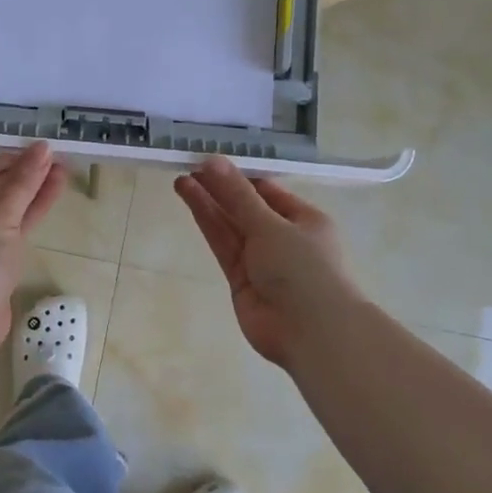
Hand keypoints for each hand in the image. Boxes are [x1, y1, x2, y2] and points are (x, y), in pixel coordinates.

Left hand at [0, 143, 65, 341]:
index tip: (40, 153)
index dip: (11, 159)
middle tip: (57, 160)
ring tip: (62, 173)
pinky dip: (26, 215)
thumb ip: (24, 181)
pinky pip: (6, 229)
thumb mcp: (2, 215)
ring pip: (3, 209)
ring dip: (31, 193)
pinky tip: (50, 198)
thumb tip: (42, 148)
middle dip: (25, 175)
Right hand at [175, 157, 361, 368]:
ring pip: (230, 225)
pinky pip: (223, 246)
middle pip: (246, 207)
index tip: (209, 161)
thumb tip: (211, 161)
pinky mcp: (241, 280)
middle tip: (188, 166)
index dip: (238, 175)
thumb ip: (237, 195)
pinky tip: (191, 201)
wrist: (311, 332)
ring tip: (180, 179)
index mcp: (304, 219)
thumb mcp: (271, 225)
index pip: (267, 190)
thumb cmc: (303, 268)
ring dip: (208, 203)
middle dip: (219, 188)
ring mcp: (261, 260)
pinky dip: (208, 224)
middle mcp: (283, 237)